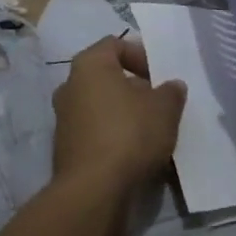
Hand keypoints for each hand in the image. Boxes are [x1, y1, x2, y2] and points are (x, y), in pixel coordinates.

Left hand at [51, 37, 185, 202]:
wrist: (93, 191)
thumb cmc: (129, 134)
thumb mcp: (164, 108)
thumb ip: (171, 92)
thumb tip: (171, 87)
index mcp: (88, 65)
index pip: (115, 44)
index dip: (141, 55)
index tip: (160, 76)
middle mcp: (69, 85)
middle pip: (107, 77)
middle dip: (134, 88)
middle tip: (159, 104)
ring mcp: (63, 118)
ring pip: (101, 106)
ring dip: (124, 114)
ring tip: (151, 132)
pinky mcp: (65, 148)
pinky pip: (95, 132)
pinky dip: (113, 136)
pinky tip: (135, 154)